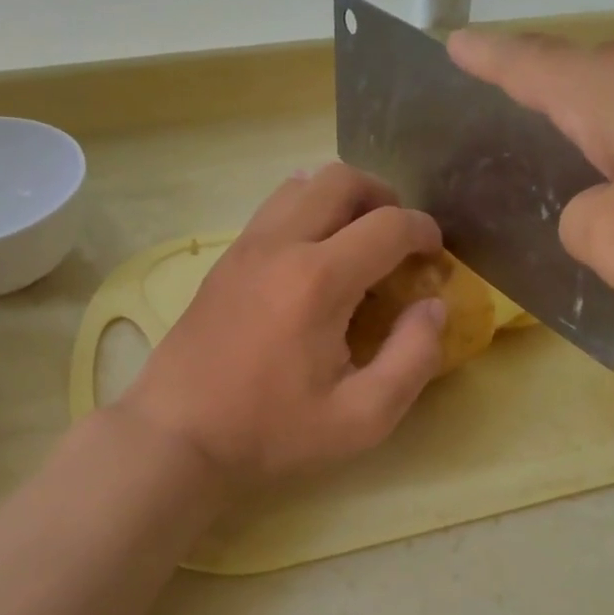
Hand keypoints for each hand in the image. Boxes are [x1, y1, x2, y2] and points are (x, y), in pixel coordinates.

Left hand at [118, 163, 443, 482]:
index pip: (388, 225)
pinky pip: (273, 209)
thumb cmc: (272, 431)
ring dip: (340, 199)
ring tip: (357, 241)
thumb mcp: (361, 417)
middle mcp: (281, 245)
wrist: (178, 435)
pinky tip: (314, 258)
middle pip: (340, 179)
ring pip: (301, 184)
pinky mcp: (224, 260)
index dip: (423, 232)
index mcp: (319, 280)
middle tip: (398, 238)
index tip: (435, 255)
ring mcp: (246, 247)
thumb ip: (412, 358)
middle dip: (383, 197)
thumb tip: (433, 307)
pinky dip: (306, 212)